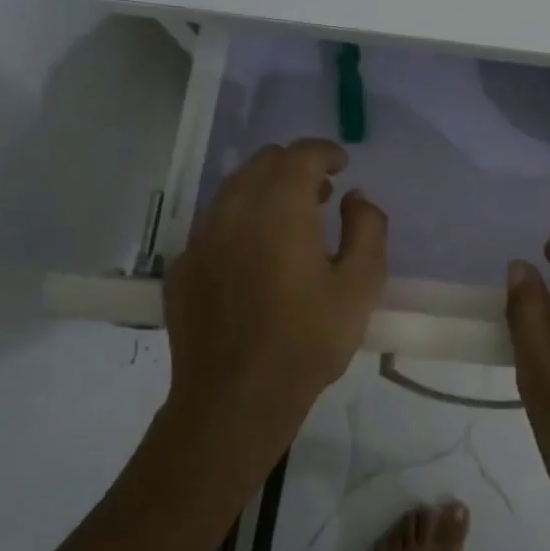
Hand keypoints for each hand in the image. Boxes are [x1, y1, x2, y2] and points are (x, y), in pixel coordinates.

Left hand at [162, 139, 387, 476]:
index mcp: (280, 207)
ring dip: (266, 191)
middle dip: (295, 167)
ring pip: (234, 190)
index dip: (325, 152)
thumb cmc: (307, 339)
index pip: (301, 155)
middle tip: (321, 193)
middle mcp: (234, 209)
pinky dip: (240, 223)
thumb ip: (368, 228)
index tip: (342, 165)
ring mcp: (201, 238)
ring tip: (290, 222)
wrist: (235, 398)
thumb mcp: (361, 284)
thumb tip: (355, 198)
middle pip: (263, 163)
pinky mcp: (181, 268)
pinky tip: (254, 258)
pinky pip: (214, 226)